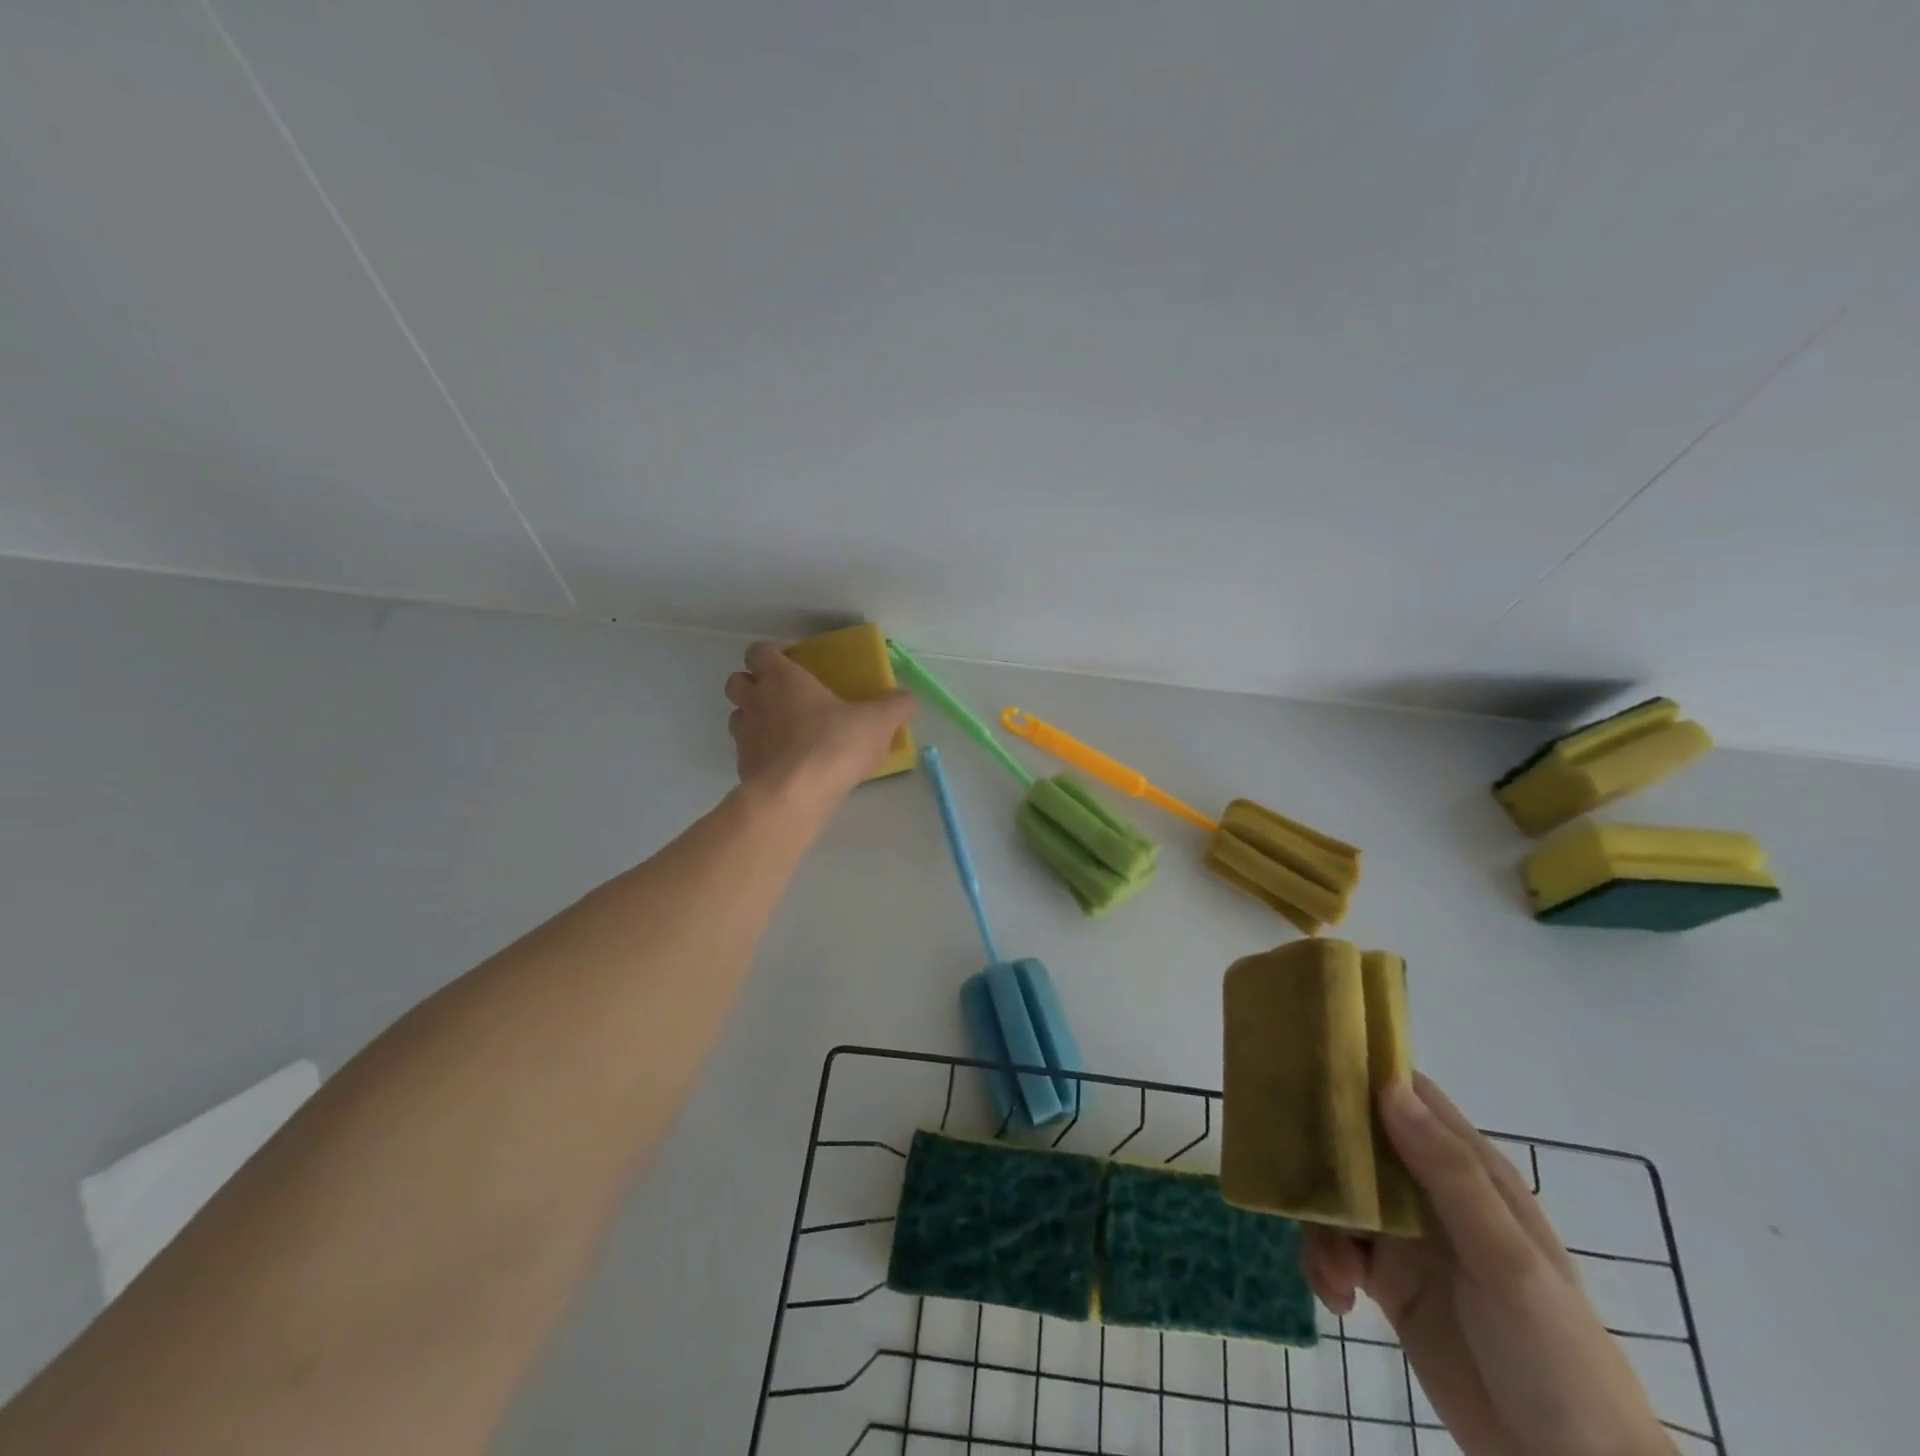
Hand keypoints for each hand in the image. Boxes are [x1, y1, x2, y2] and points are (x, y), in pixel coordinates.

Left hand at [725, 640, 915, 802]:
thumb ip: (895, 706)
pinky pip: (747, 752)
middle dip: (753, 683)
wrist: (796, 795)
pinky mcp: (743, 767)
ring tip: (783, 731)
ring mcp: (744, 736)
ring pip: (737, 716)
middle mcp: (756, 701)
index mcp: (782, 678)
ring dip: (754, 718)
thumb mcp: (877, 722)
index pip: (759, 651)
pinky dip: (760, 754)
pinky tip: (785, 765)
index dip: (772, 653)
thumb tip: (907, 698)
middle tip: (783, 695)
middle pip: (737, 680)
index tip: (793, 662)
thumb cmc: (834, 744)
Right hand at [1303, 1074, 1674, 1455]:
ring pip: (1336, 1193)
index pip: (1407, 1096)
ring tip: (1336, 1274)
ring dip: (1320, 1224)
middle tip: (1288, 1168)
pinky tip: (1339, 1300)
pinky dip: (1324, 1264)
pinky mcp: (1386, 1279)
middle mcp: (1429, 1191)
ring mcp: (1405, 1235)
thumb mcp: (1507, 1261)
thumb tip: (1388, 1087)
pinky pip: (1333, 1246)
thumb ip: (1448, 1173)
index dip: (1360, 1073)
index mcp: (1467, 1171)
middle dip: (1319, 1152)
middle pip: (1356, 1140)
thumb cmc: (1556, 1356)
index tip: (1305, 1063)